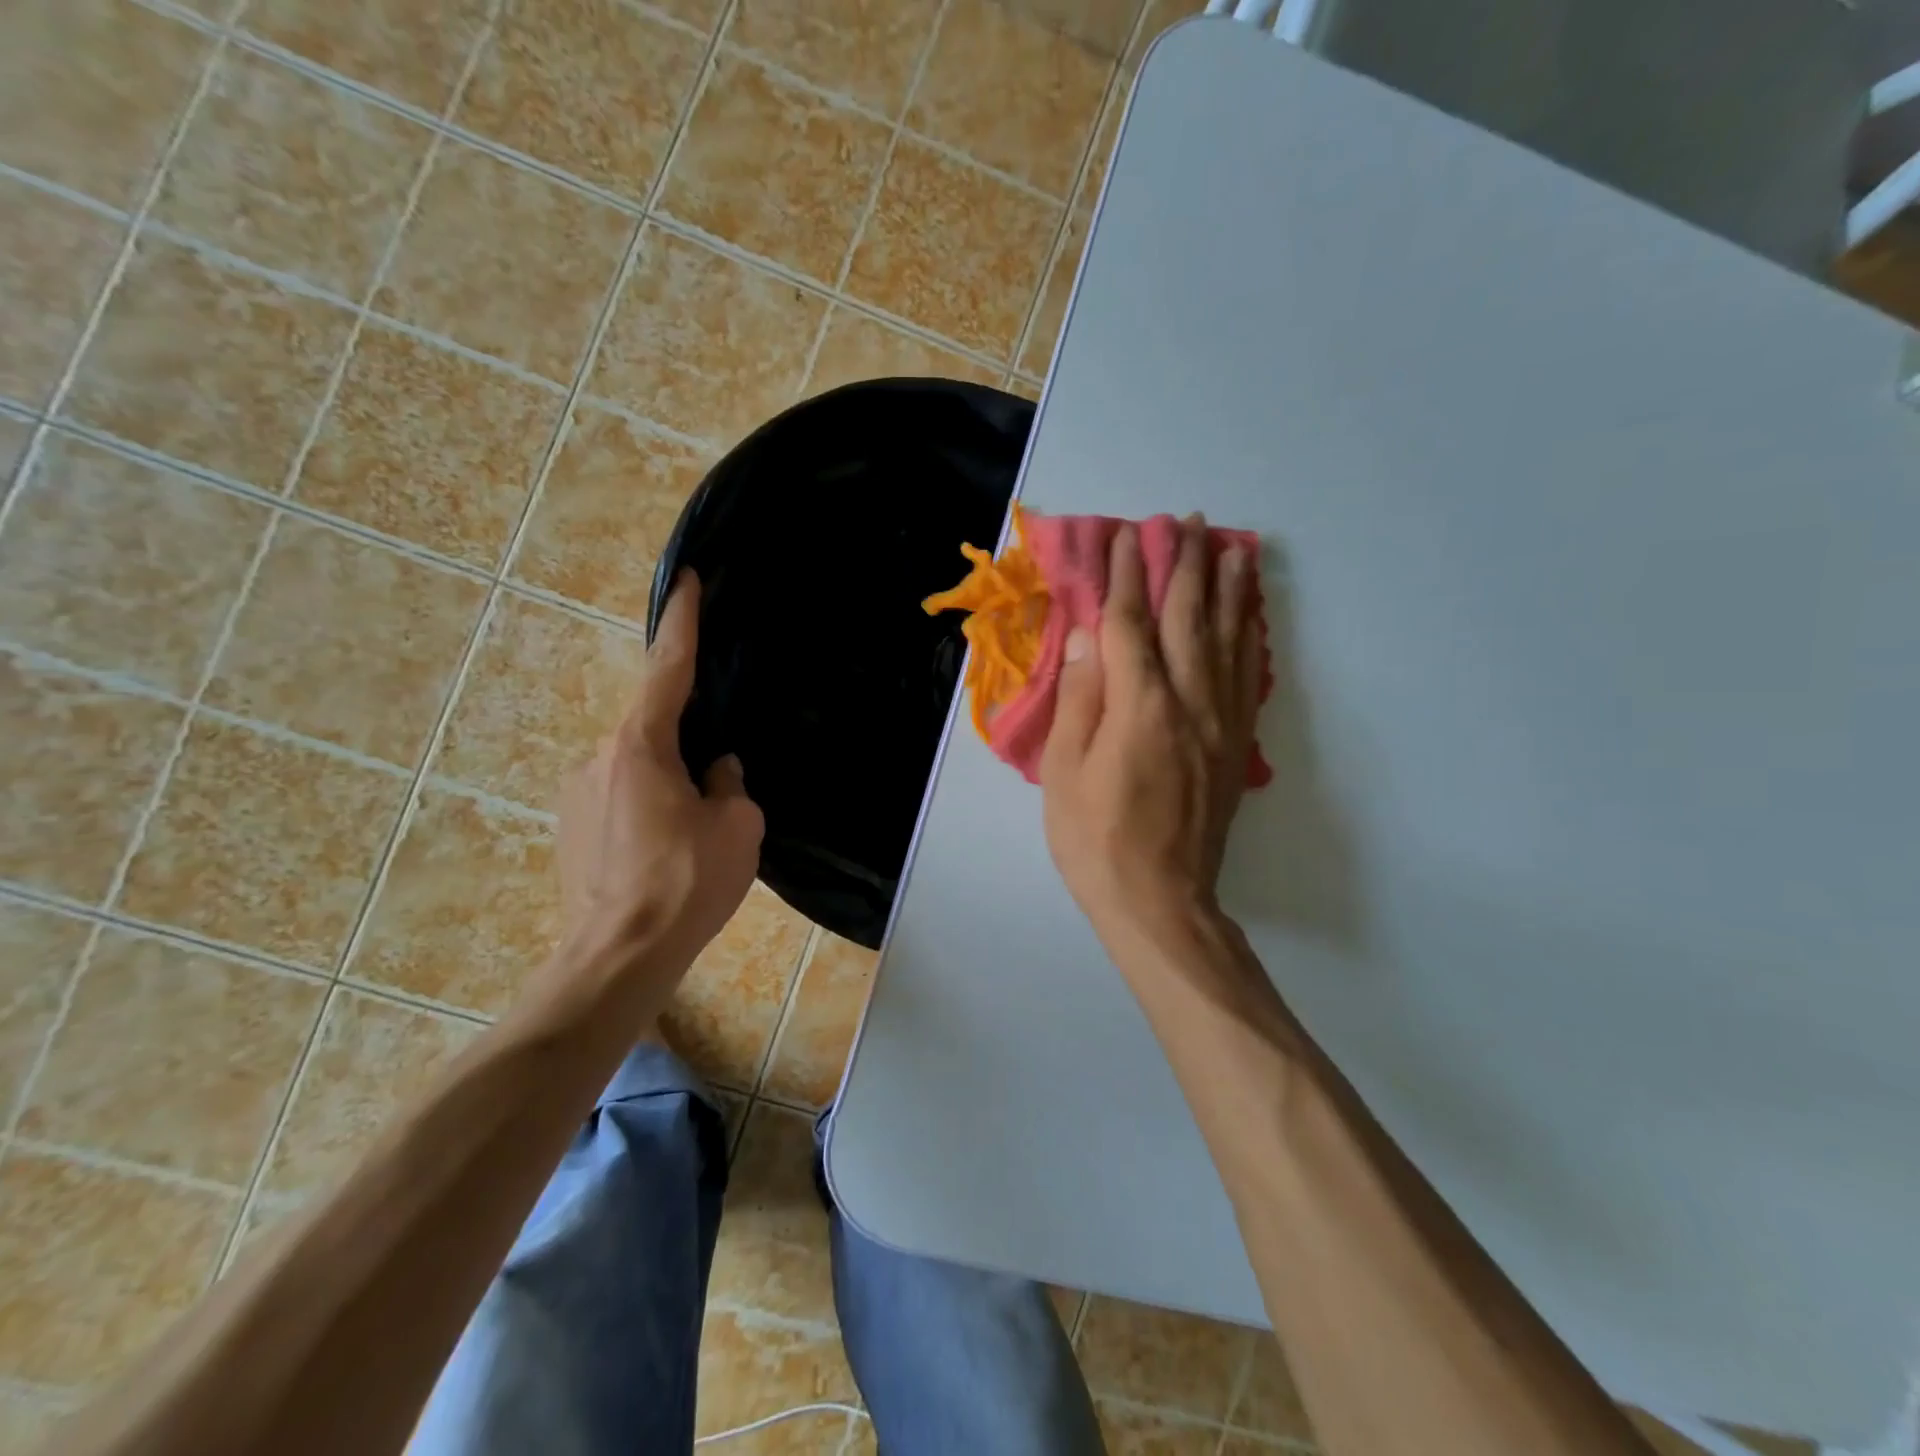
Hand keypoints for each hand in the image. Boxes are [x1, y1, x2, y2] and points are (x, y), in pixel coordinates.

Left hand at [556, 571, 763, 977]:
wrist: (618, 958)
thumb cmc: (686, 883)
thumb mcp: (737, 827)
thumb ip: (729, 784)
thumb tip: (715, 771)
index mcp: (640, 745)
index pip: (667, 668)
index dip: (683, 622)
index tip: (688, 581)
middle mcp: (598, 757)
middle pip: (654, 728)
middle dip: (688, 743)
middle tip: (718, 784)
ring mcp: (576, 794)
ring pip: (639, 768)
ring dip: (669, 783)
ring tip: (694, 834)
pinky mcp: (569, 828)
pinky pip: (620, 798)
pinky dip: (647, 808)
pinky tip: (666, 852)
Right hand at [1040, 516, 1262, 950]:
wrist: (1160, 900)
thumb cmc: (1096, 839)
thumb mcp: (1066, 772)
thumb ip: (1081, 699)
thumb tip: (1088, 638)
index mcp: (1140, 707)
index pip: (1131, 623)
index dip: (1126, 575)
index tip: (1125, 536)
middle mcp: (1189, 702)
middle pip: (1189, 618)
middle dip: (1185, 564)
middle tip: (1187, 522)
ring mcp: (1219, 722)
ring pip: (1228, 639)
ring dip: (1228, 589)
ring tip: (1232, 547)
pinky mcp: (1235, 744)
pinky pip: (1246, 675)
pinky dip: (1248, 636)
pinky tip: (1249, 615)